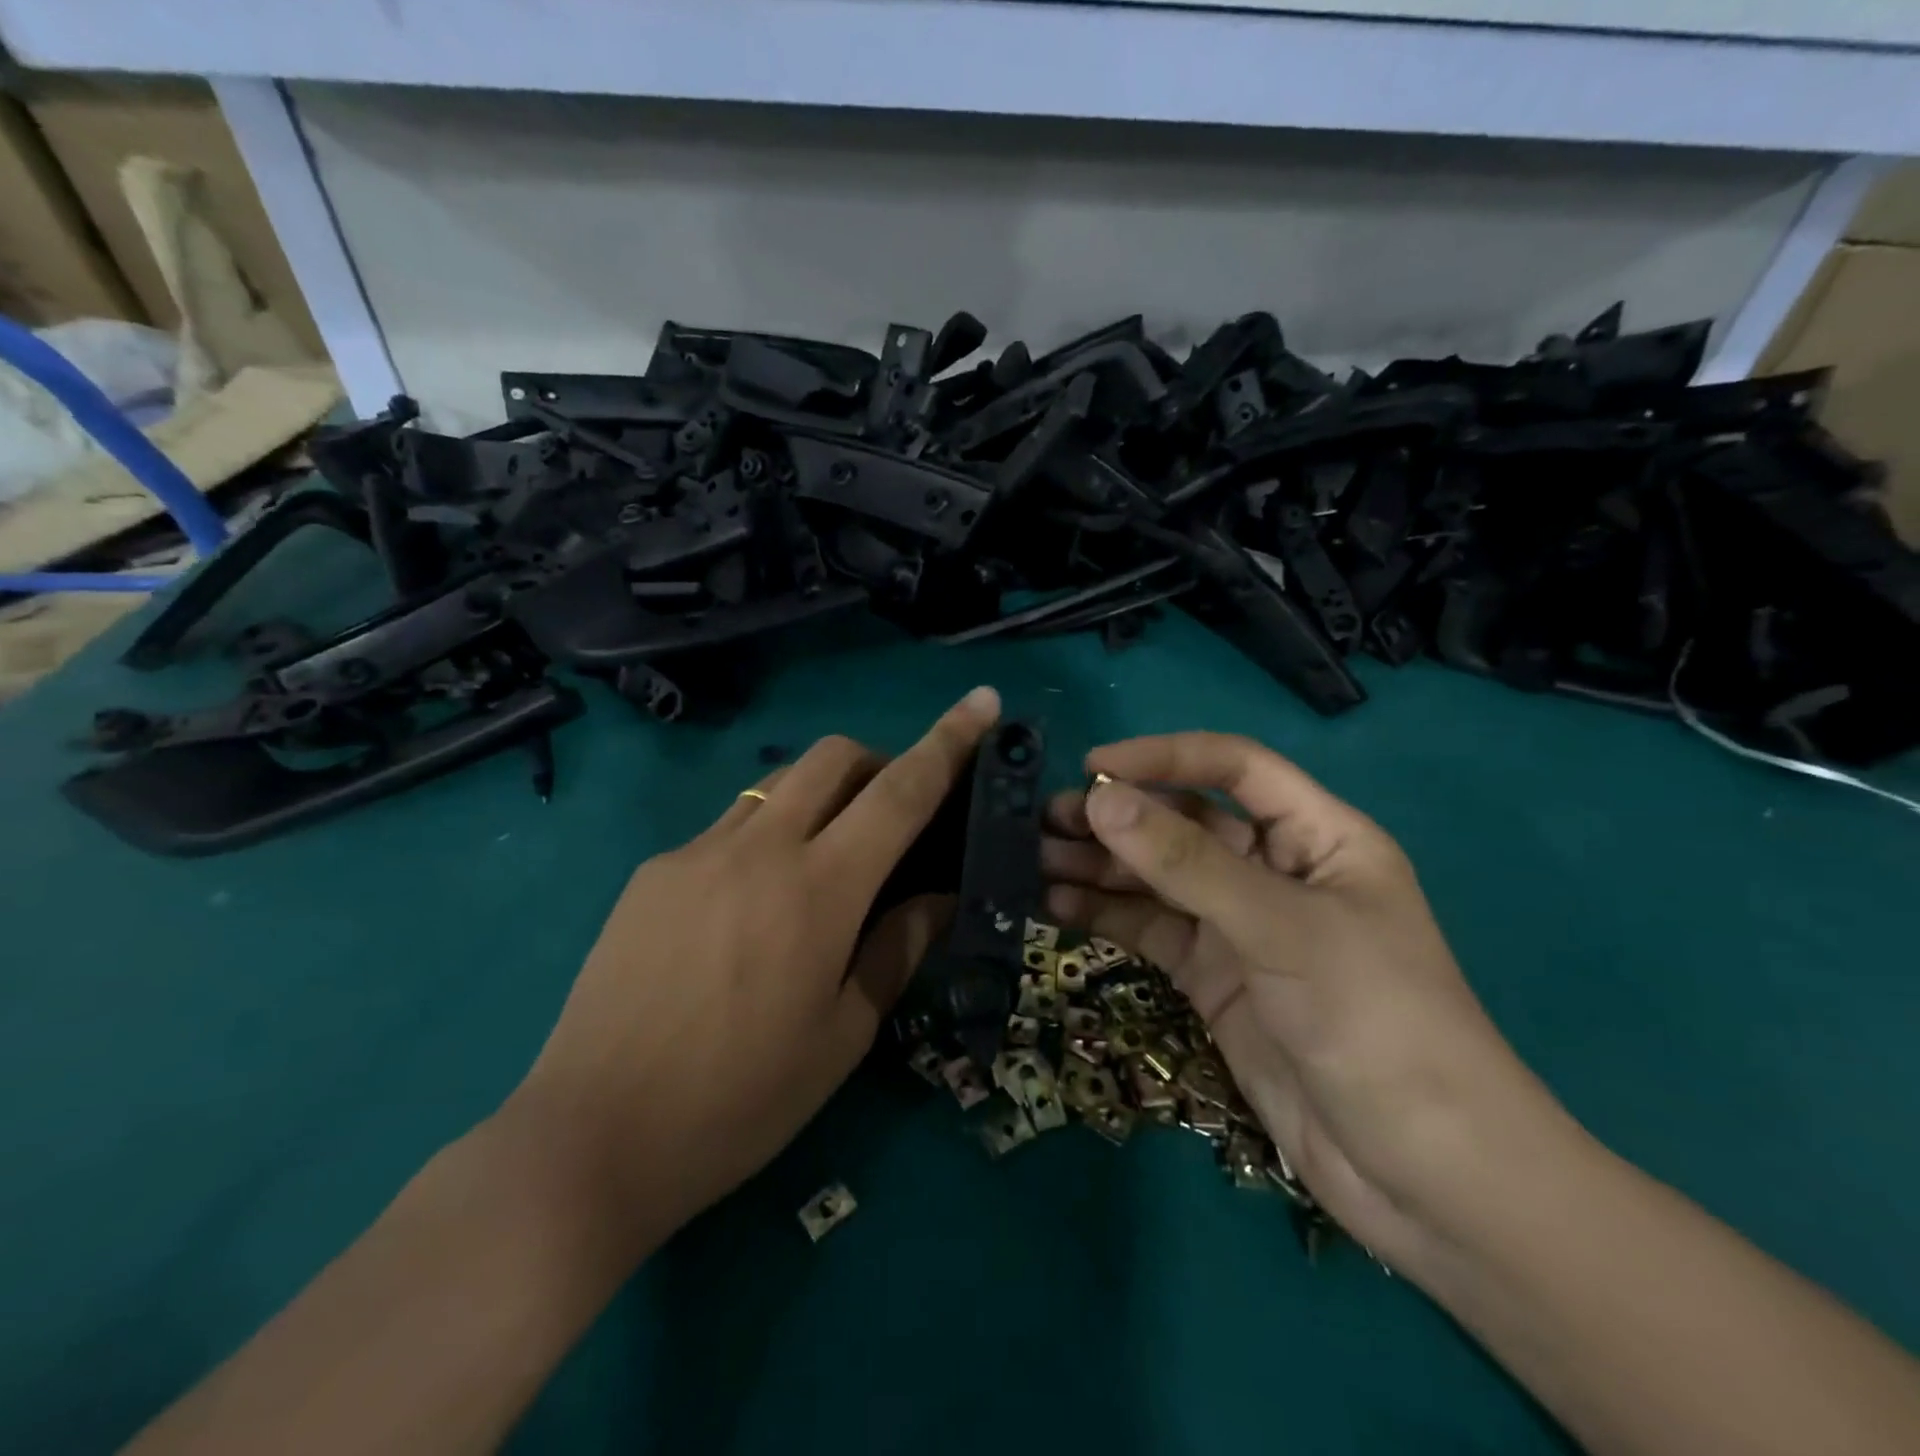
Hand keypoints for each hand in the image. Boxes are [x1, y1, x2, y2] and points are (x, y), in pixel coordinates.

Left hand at [506, 687, 1000, 1254]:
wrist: (593, 1136)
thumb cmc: (740, 1100)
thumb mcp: (843, 1034)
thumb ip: (898, 948)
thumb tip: (939, 896)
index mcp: (819, 889)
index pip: (901, 791)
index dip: (949, 741)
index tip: (982, 701)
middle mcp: (760, 847)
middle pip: (833, 756)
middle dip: (877, 761)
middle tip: (892, 813)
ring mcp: (697, 852)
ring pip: (777, 782)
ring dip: (820, 793)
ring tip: (825, 855)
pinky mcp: (653, 872)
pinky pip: (727, 826)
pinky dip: (764, 835)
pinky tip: (751, 904)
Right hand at [1042, 732, 1577, 1267]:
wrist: (1423, 1177)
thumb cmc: (1376, 1023)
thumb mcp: (1281, 928)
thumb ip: (1187, 862)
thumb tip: (1100, 799)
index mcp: (1317, 836)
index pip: (1233, 768)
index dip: (1164, 757)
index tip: (1092, 765)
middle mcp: (1274, 871)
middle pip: (1185, 822)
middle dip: (1118, 817)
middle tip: (1044, 820)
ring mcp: (1240, 927)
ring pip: (1157, 877)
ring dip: (1098, 865)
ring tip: (1032, 860)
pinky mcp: (1212, 977)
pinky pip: (1150, 929)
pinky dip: (1104, 914)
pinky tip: (1054, 905)